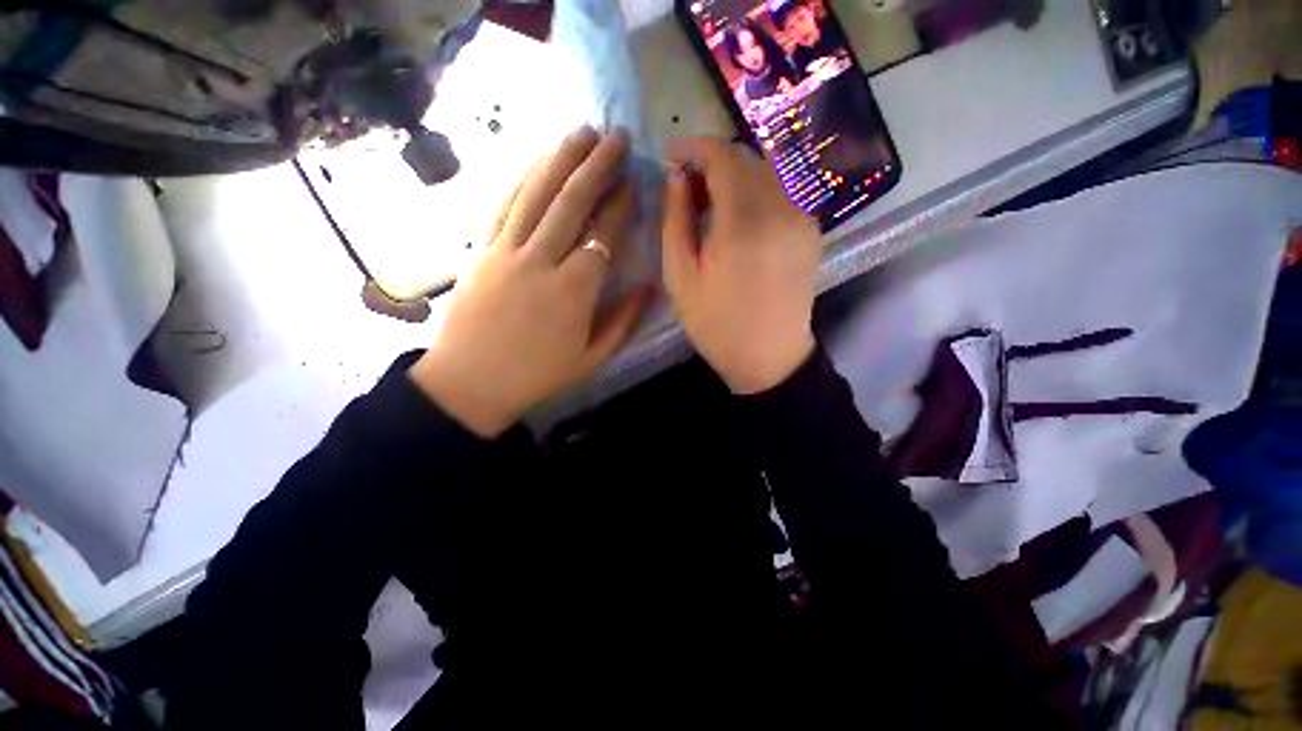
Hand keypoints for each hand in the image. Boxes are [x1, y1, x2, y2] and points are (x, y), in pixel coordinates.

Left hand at [409, 128, 650, 436]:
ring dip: (560, 159)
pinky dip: (522, 179)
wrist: (470, 382)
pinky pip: (503, 205)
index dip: (620, 207)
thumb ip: (623, 321)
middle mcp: (540, 261)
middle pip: (570, 202)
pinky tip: (537, 162)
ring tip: (581, 133)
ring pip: (535, 194)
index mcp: (573, 292)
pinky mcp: (480, 250)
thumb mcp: (592, 359)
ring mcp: (505, 251)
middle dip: (596, 166)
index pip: (603, 236)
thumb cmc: (537, 376)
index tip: (633, 185)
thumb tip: (649, 287)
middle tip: (615, 137)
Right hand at [661, 137, 820, 393]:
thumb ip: (675, 220)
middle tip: (687, 187)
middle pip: (746, 158)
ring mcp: (803, 217)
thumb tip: (675, 178)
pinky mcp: (812, 230)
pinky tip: (740, 218)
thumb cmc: (717, 323)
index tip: (672, 158)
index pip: (722, 156)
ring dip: (735, 176)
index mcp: (744, 222)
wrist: (770, 357)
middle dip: (713, 162)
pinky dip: (756, 191)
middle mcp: (781, 208)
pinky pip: (782, 192)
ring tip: (711, 203)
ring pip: (766, 172)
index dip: (693, 147)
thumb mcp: (680, 277)